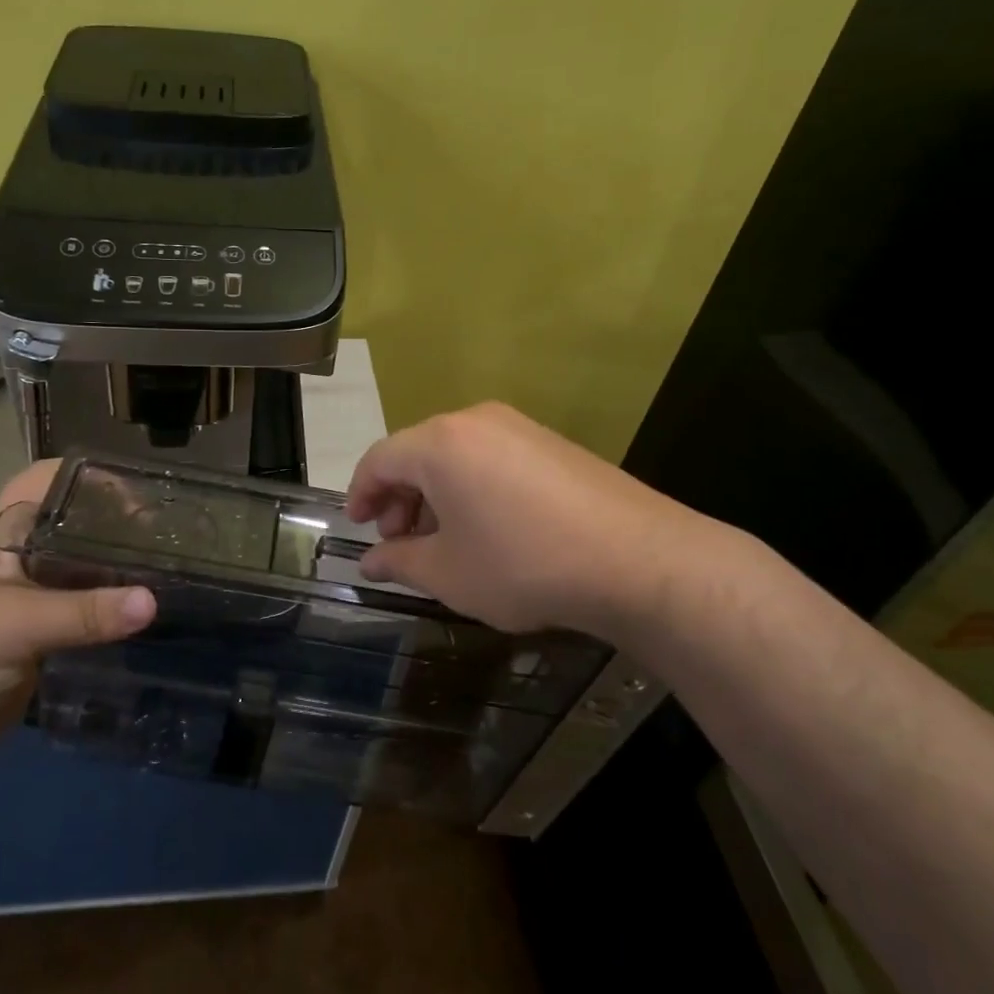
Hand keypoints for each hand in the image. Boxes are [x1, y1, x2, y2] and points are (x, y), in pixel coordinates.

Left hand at [0, 459, 155, 772]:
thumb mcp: (17, 624)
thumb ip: (84, 612)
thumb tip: (152, 602)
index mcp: (2, 528)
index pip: (51, 478)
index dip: (93, 475)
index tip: (142, 490)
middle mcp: (21, 550)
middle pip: (77, 517)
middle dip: (119, 520)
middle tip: (170, 530)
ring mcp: (34, 589)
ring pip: (86, 561)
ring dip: (122, 563)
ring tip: (172, 563)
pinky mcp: (46, 625)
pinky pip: (89, 601)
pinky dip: (116, 599)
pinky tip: (151, 604)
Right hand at [345, 402, 740, 639]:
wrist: (636, 559)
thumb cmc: (522, 563)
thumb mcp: (448, 572)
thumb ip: (399, 562)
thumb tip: (370, 561)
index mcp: (439, 443)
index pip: (379, 459)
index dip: (360, 494)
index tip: (357, 528)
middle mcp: (475, 421)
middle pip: (417, 453)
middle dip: (399, 497)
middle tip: (399, 541)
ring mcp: (519, 427)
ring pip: (455, 455)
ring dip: (435, 494)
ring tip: (442, 540)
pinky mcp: (552, 443)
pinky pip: (491, 458)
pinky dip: (472, 487)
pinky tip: (487, 528)